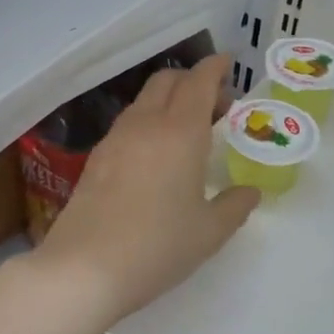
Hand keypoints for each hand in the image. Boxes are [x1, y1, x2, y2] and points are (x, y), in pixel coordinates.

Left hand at [36, 54, 258, 323]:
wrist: (84, 270)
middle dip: (192, 80)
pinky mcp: (96, 160)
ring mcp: (115, 140)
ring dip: (169, 101)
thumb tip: (250, 192)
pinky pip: (128, 124)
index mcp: (181, 133)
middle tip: (216, 105)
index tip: (228, 63)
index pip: (199, 82)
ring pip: (144, 101)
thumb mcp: (209, 232)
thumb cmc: (158, 247)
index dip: (215, 68)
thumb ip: (235, 206)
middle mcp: (146, 125)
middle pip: (167, 81)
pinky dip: (148, 122)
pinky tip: (156, 155)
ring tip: (188, 131)